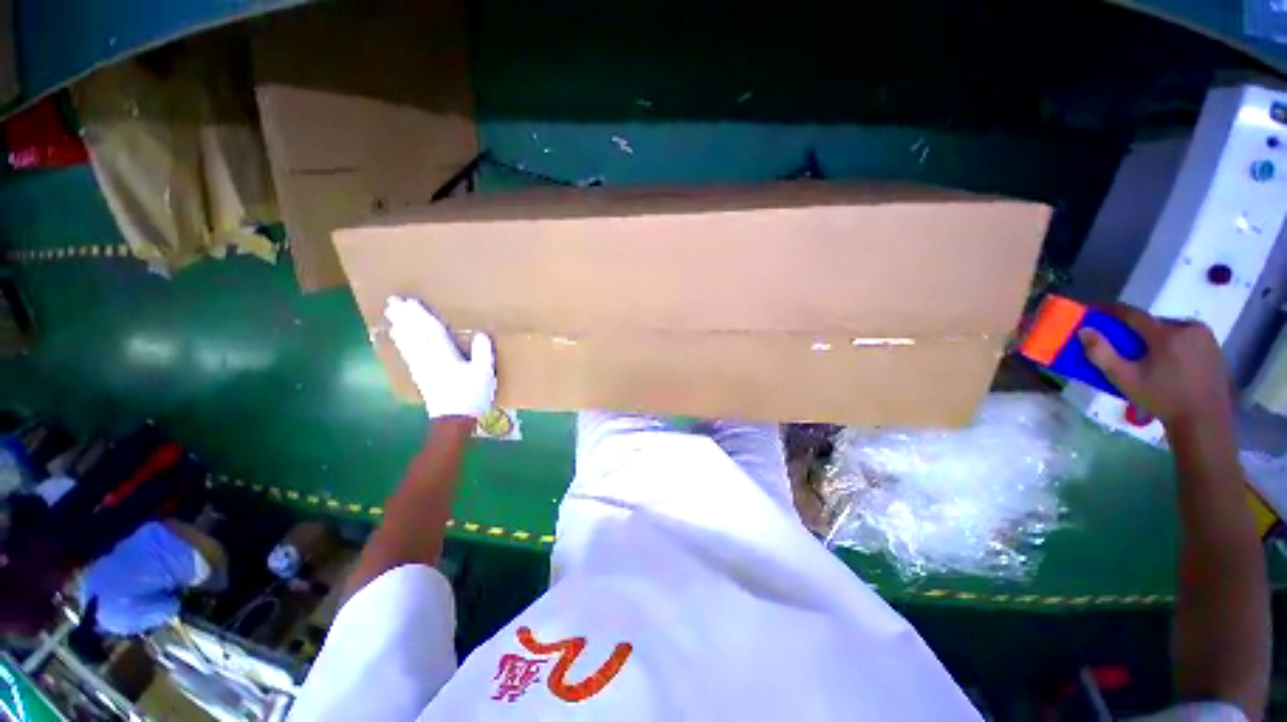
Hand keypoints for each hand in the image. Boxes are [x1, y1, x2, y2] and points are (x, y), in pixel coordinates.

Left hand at [383, 297, 495, 419]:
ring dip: (399, 326)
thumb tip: (481, 333)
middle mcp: (428, 358)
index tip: (411, 301)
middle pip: (414, 334)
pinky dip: (401, 342)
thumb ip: (483, 352)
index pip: (431, 330)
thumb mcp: (484, 374)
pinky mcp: (419, 375)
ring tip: (391, 314)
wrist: (454, 419)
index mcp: (445, 355)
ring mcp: (421, 367)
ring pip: (407, 342)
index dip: (421, 315)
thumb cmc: (471, 395)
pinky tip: (398, 337)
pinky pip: (407, 353)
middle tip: (393, 301)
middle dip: (404, 317)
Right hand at [1079, 304, 1232, 430]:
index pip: (1133, 314)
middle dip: (1137, 332)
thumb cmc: (1162, 399)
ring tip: (1149, 358)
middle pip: (1154, 323)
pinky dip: (1174, 346)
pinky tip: (1170, 363)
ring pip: (1171, 330)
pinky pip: (1187, 338)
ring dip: (1156, 339)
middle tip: (1126, 347)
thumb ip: (1102, 354)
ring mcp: (1205, 336)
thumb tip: (1084, 330)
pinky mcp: (1215, 346)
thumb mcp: (1125, 379)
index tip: (1094, 310)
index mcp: (1166, 334)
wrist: (1204, 421)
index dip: (1111, 310)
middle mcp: (1188, 327)